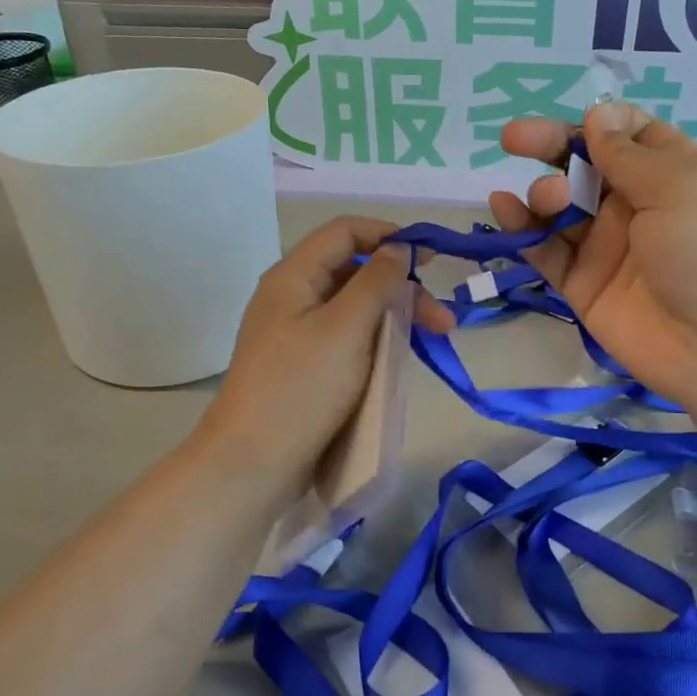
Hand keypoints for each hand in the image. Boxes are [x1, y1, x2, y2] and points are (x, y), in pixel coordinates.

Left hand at [196, 216, 452, 505]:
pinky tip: (402, 357)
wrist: (253, 464)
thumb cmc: (302, 388)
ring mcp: (298, 334)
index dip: (389, 235)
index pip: (345, 232)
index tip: (430, 257)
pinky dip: (379, 341)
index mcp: (294, 276)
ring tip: (434, 339)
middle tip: (443, 320)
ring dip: (397, 316)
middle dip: (403, 287)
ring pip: (357, 308)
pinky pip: (349, 338)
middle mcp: (294, 297)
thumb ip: (376, 282)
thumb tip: (398, 249)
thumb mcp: (346, 328)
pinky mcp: (306, 366)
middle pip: (356, 272)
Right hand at [490, 102, 696, 421]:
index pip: (630, 134)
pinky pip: (546, 249)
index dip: (600, 123)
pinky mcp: (583, 284)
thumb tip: (597, 115)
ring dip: (544, 192)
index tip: (579, 124)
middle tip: (513, 139)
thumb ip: (629, 155)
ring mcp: (607, 246)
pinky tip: (506, 209)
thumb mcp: (681, 189)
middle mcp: (636, 205)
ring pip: (560, 206)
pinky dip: (523, 229)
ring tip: (548, 198)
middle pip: (584, 165)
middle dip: (551, 146)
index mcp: (672, 173)